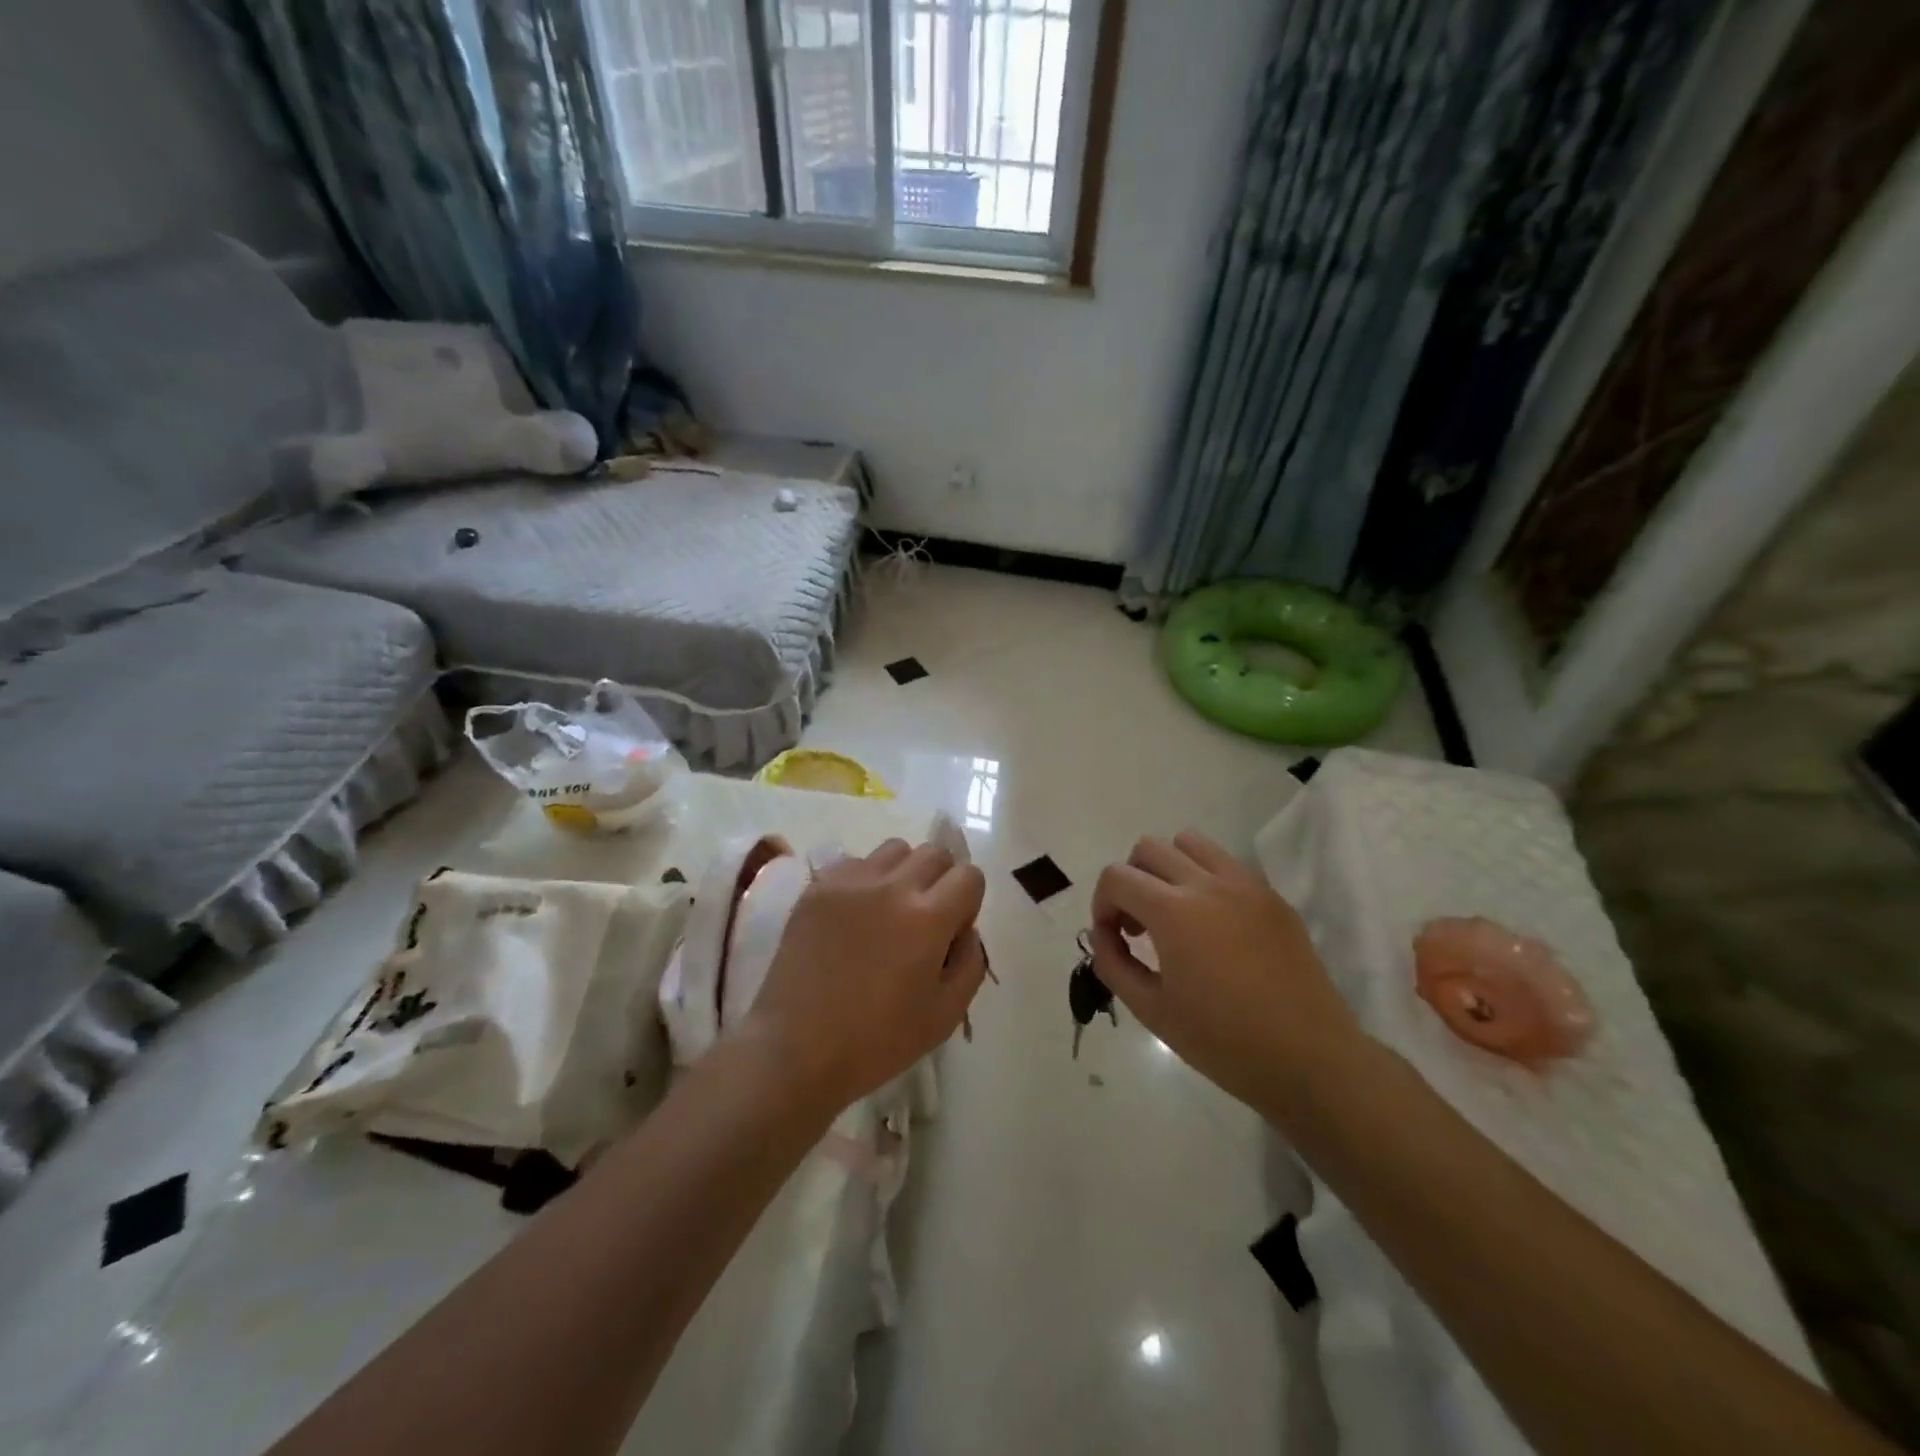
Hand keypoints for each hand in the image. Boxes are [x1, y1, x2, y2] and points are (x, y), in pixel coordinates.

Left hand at [743, 839, 988, 1113]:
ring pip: (894, 850)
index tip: (952, 930)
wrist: (796, 1049)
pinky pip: (855, 862)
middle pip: (934, 853)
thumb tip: (965, 928)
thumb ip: (970, 962)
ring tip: (887, 911)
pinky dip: (864, 880)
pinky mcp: (817, 887)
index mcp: (928, 918)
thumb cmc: (877, 1041)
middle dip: (941, 880)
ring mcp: (850, 882)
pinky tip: (853, 917)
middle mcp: (892, 887)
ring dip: (903, 873)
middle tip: (924, 919)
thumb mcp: (946, 1015)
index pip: (969, 875)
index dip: (968, 901)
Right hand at [1090, 831, 1366, 1124]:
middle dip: (1131, 881)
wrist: (1310, 1060)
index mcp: (1174, 912)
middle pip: (1148, 849)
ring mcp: (1246, 885)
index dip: (1102, 905)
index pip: (1116, 877)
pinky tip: (1213, 926)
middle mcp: (1208, 884)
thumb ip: (1114, 964)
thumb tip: (1102, 934)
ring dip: (1168, 868)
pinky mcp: (1273, 897)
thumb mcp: (1152, 1011)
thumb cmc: (1224, 1042)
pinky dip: (1205, 878)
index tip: (1113, 939)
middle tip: (1139, 927)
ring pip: (1190, 843)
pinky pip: (1226, 864)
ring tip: (1174, 913)